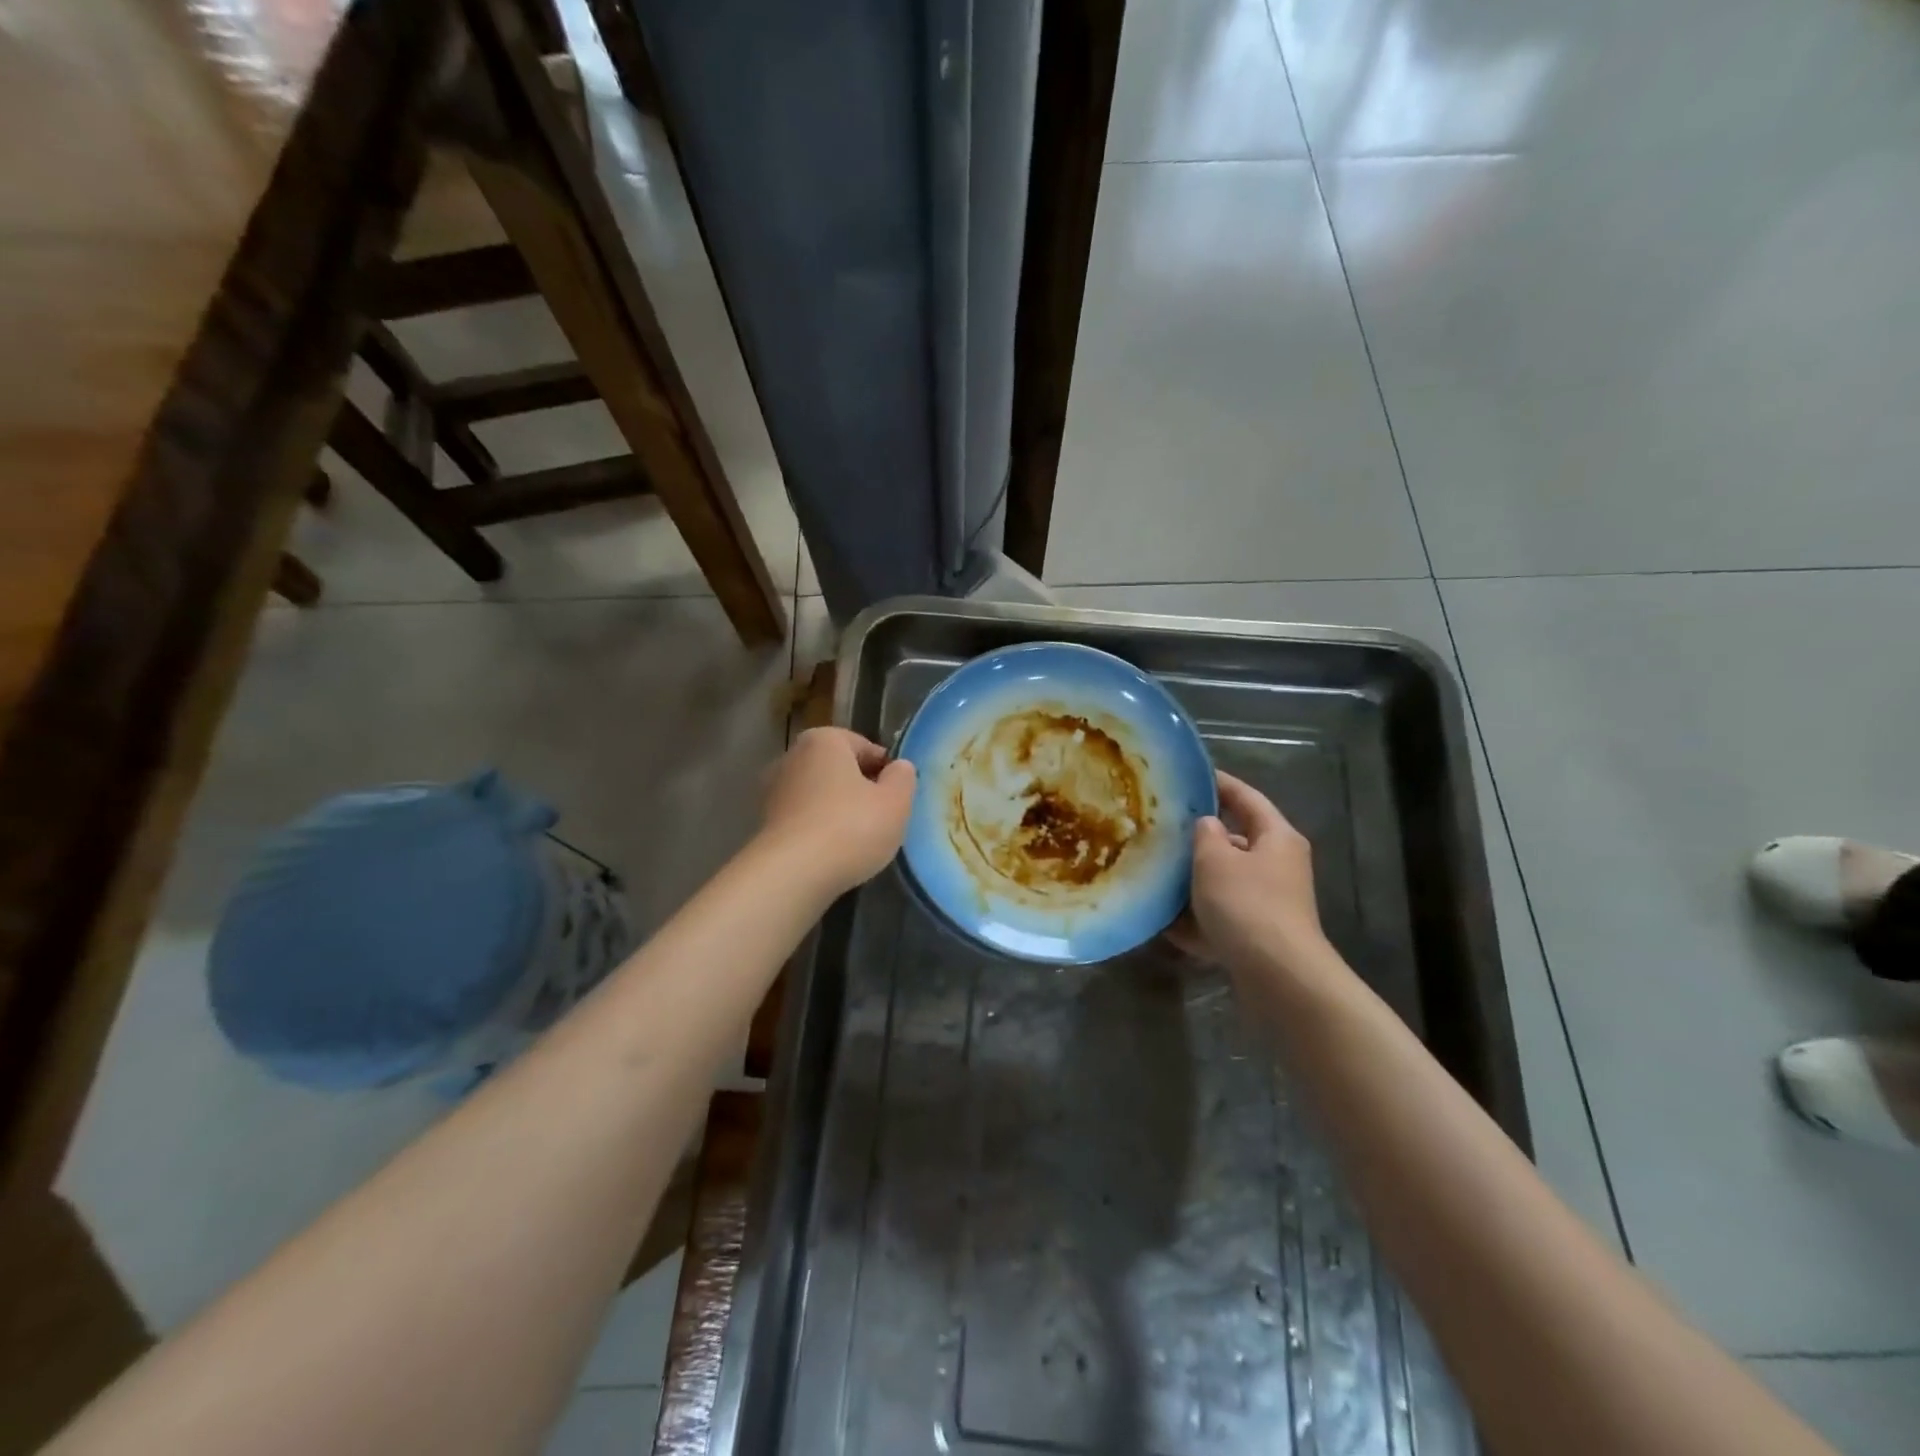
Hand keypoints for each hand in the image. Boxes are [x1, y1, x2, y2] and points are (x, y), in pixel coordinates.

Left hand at [760, 727, 917, 896]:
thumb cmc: (850, 828)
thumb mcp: (895, 802)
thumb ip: (903, 777)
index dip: (886, 771)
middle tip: (881, 818)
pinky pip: (804, 819)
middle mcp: (792, 756)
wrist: (792, 874)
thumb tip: (898, 768)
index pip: (865, 747)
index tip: (896, 797)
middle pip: (839, 769)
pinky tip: (833, 853)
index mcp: (823, 740)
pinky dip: (819, 830)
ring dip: (838, 811)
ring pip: (820, 795)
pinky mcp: (765, 822)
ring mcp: (773, 790)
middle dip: (860, 789)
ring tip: (859, 840)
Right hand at [1174, 771, 1328, 977]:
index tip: (1189, 775)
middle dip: (1200, 838)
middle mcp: (1279, 866)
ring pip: (1225, 881)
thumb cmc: (1247, 905)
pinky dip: (1198, 919)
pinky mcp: (1259, 936)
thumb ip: (1206, 834)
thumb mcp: (1215, 859)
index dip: (1219, 783)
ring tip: (1156, 875)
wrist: (1278, 977)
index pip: (1246, 798)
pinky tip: (1166, 923)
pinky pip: (1222, 917)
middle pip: (1236, 841)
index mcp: (1277, 837)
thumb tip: (1207, 825)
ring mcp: (1271, 903)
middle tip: (1162, 829)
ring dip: (1195, 880)